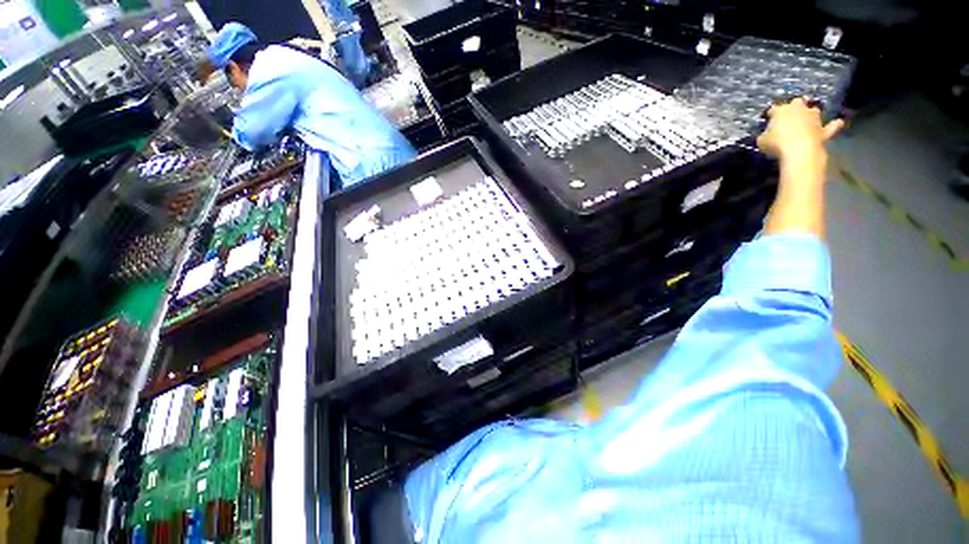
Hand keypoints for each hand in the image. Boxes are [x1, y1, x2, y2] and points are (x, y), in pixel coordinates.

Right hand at [757, 98, 844, 160]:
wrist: (800, 150)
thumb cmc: (776, 144)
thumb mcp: (762, 141)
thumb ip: (765, 135)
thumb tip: (767, 134)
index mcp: (781, 111)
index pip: (773, 109)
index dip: (771, 114)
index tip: (768, 119)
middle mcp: (799, 109)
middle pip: (797, 102)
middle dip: (794, 107)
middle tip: (790, 115)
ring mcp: (814, 118)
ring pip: (814, 111)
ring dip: (811, 114)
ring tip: (808, 120)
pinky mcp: (823, 129)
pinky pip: (831, 126)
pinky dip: (834, 125)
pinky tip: (838, 122)